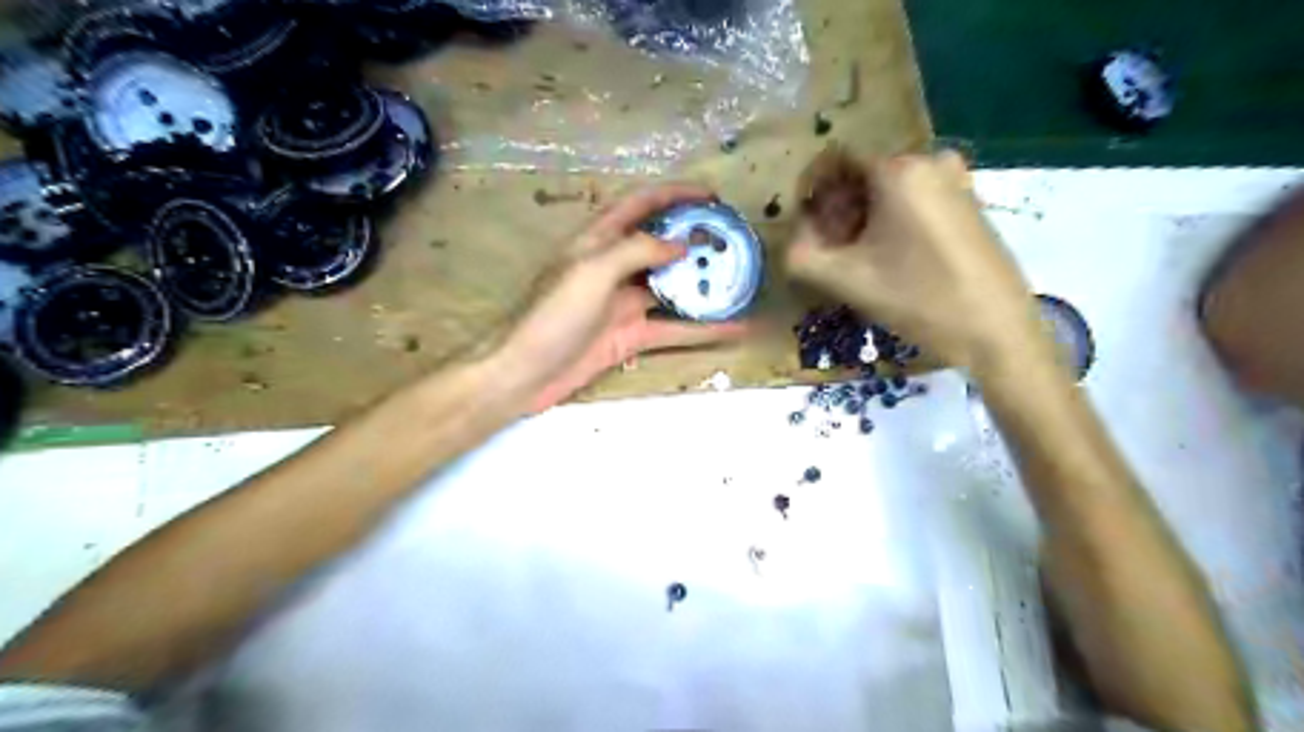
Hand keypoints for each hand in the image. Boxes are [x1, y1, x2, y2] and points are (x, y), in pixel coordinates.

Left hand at [494, 180, 747, 411]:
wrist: (525, 372)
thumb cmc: (552, 315)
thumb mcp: (592, 271)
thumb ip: (636, 250)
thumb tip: (680, 244)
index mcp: (599, 240)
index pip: (641, 203)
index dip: (675, 193)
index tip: (713, 195)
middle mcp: (615, 266)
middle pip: (662, 244)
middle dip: (696, 238)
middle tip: (734, 240)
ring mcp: (625, 302)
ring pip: (673, 287)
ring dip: (704, 284)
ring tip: (742, 280)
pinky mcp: (632, 335)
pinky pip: (674, 328)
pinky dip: (703, 329)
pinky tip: (735, 329)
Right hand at [790, 151, 1045, 371]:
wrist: (996, 330)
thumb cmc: (918, 300)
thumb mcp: (845, 281)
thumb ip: (801, 255)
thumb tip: (797, 236)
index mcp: (898, 169)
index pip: (835, 161)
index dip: (812, 193)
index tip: (808, 229)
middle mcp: (929, 158)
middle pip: (862, 174)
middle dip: (838, 208)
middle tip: (832, 252)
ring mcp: (956, 177)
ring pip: (888, 188)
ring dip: (864, 217)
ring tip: (860, 260)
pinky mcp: (970, 199)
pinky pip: (915, 197)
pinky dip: (893, 220)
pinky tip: (892, 258)